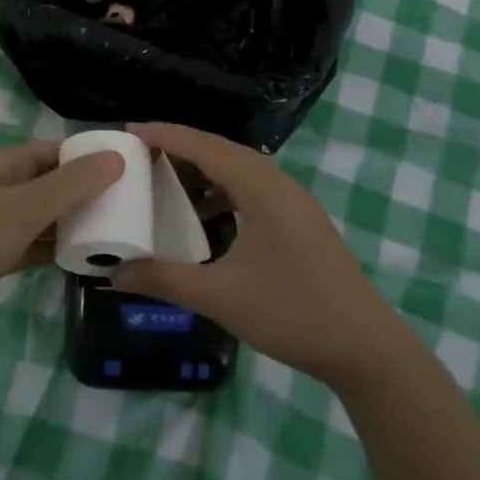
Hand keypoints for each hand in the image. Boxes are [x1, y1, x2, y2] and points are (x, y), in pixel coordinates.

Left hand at [0, 141, 122, 341]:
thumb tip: (117, 158)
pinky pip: (34, 246)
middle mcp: (4, 188)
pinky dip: (56, 250)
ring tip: (116, 234)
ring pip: (46, 217)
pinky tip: (83, 261)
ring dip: (74, 224)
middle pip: (54, 183)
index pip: (58, 151)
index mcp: (8, 165)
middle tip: (131, 207)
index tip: (129, 170)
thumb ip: (72, 185)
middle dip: (88, 193)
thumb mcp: (25, 208)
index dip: (91, 156)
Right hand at [113, 122, 404, 389]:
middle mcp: (281, 186)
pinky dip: (223, 192)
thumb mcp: (221, 297)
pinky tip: (205, 217)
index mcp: (263, 190)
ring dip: (204, 170)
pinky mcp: (301, 223)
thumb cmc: (292, 314)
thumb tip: (114, 274)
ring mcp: (295, 204)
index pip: (207, 147)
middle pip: (224, 151)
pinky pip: (253, 191)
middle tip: (141, 153)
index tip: (130, 131)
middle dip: (182, 147)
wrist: (365, 348)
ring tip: (167, 180)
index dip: (167, 135)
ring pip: (241, 171)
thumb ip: (165, 280)